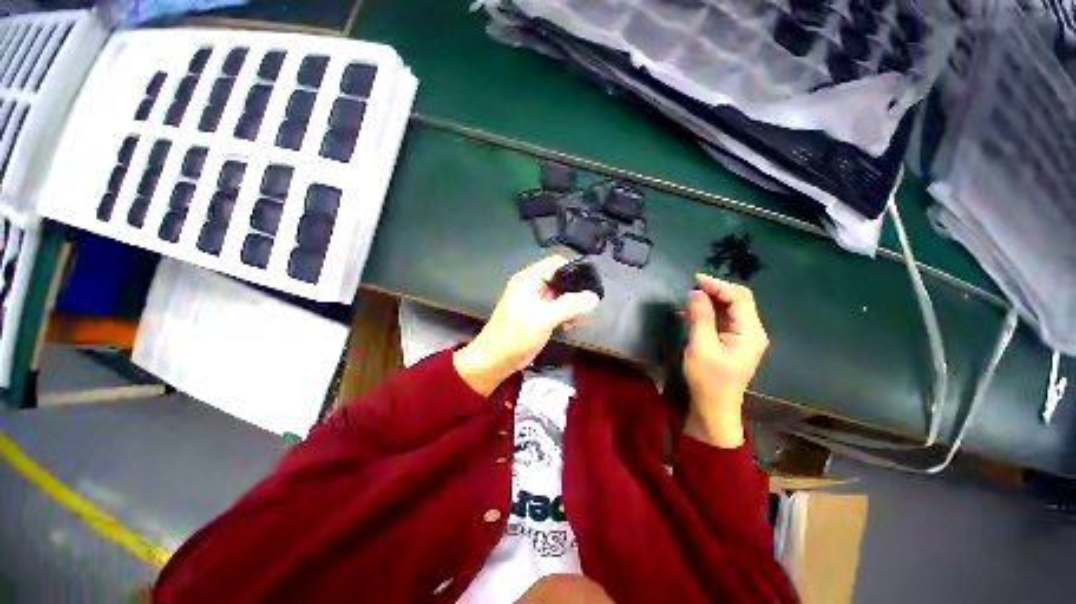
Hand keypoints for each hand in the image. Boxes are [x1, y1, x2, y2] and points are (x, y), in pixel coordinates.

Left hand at [454, 256, 600, 395]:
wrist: (494, 360)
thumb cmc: (515, 336)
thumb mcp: (543, 319)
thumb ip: (569, 306)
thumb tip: (594, 297)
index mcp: (529, 279)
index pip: (556, 263)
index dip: (573, 270)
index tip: (589, 285)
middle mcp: (532, 286)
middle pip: (560, 279)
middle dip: (575, 291)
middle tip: (587, 307)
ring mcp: (534, 301)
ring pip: (560, 295)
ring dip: (571, 305)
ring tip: (578, 320)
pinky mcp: (537, 315)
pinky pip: (556, 308)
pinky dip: (565, 314)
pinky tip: (570, 326)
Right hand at [682, 274, 768, 447]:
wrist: (714, 407)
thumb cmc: (708, 379)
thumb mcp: (701, 346)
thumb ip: (700, 317)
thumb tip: (695, 292)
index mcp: (750, 332)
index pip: (739, 297)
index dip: (718, 285)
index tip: (694, 279)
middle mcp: (752, 331)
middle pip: (738, 300)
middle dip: (716, 290)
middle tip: (692, 286)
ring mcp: (744, 337)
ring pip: (731, 309)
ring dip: (712, 300)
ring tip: (690, 298)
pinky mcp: (734, 342)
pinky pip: (725, 319)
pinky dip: (710, 312)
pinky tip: (693, 312)